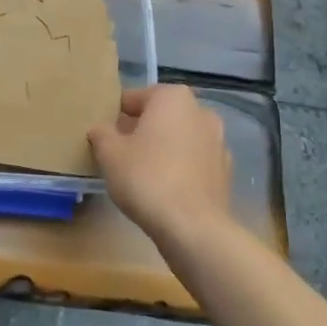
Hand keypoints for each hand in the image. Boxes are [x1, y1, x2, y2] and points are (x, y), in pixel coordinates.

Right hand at [89, 85, 232, 245]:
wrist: (193, 228)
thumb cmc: (147, 178)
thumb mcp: (110, 154)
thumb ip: (101, 133)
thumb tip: (101, 129)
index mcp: (173, 97)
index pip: (134, 99)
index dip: (116, 117)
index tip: (105, 138)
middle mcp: (201, 111)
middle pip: (160, 117)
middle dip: (141, 131)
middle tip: (120, 155)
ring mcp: (218, 142)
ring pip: (179, 139)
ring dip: (163, 149)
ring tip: (142, 175)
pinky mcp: (225, 172)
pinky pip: (194, 162)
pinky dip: (180, 169)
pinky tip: (165, 190)